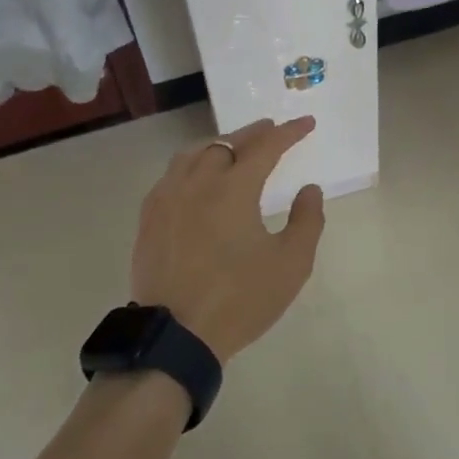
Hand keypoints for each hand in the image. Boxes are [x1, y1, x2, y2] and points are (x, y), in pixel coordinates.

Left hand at [130, 117, 326, 363]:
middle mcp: (198, 181)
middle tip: (272, 130)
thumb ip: (307, 221)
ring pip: (194, 153)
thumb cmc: (240, 299)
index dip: (289, 133)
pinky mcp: (149, 217)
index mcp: (234, 188)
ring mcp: (168, 197)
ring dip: (219, 144)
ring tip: (234, 148)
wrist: (176, 335)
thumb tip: (309, 189)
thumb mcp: (290, 264)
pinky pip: (171, 175)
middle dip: (254, 133)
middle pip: (227, 143)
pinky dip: (191, 165)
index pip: (266, 147)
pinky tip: (195, 178)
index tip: (306, 123)